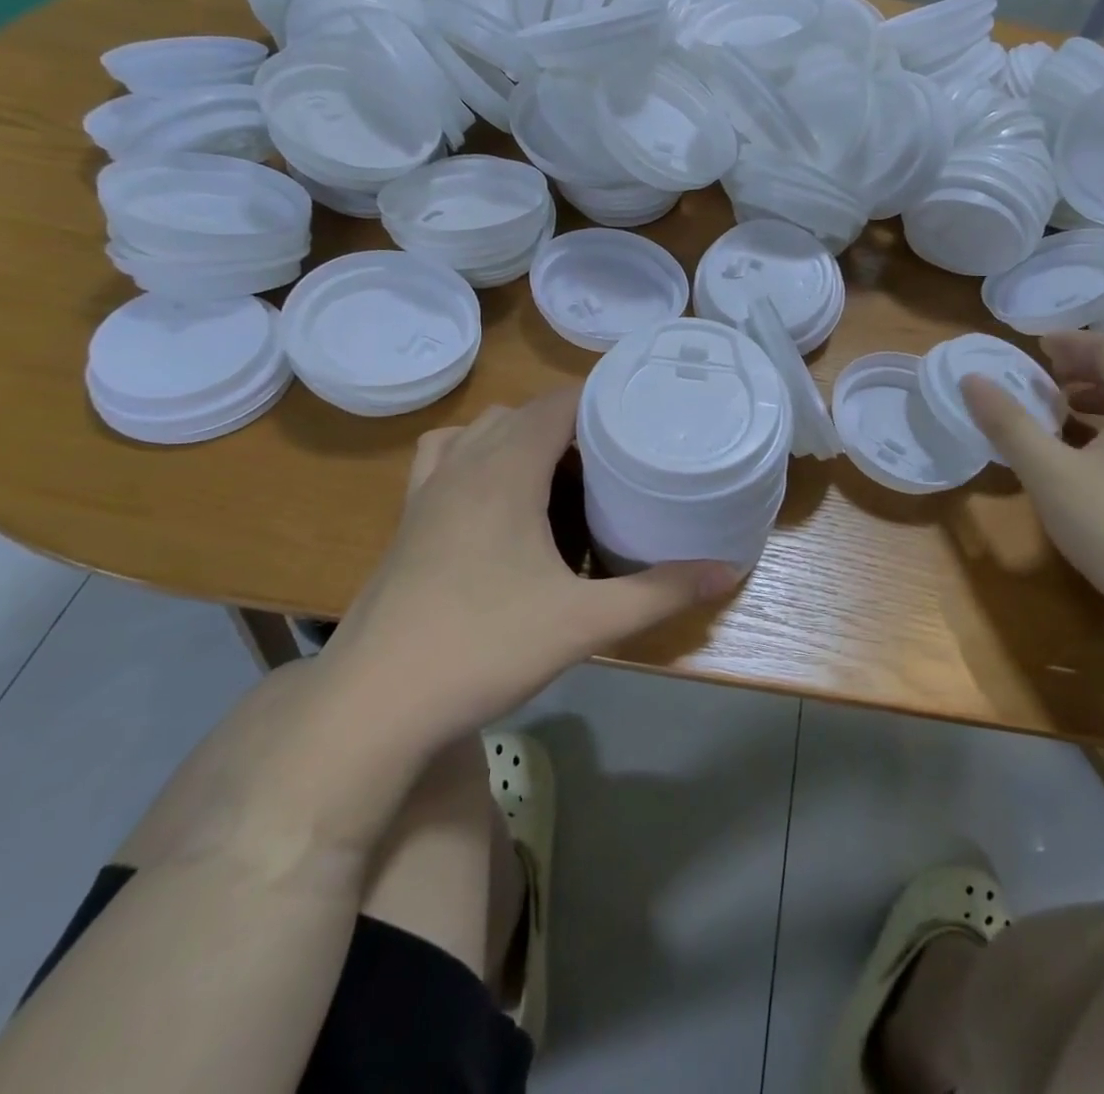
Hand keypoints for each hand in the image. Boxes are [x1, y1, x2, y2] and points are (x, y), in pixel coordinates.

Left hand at [326, 386, 738, 734]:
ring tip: (559, 476)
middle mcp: (463, 465)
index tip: (640, 416)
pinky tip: (495, 500)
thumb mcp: (586, 622)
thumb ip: (660, 593)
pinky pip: (444, 459)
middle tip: (614, 462)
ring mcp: (427, 491)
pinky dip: (474, 457)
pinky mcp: (407, 520)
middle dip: (570, 425)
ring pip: (480, 431)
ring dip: (520, 437)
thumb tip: (730, 571)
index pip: (557, 403)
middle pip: (523, 413)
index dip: (599, 400)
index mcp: (505, 471)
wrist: (374, 704)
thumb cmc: (484, 648)